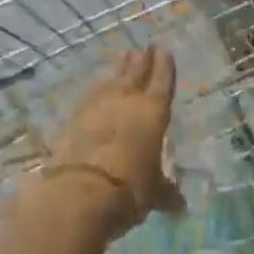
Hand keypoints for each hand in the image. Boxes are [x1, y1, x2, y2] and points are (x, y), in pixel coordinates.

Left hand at [48, 48, 183, 232]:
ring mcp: (98, 106)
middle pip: (136, 73)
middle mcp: (127, 101)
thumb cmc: (129, 189)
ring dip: (119, 70)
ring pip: (112, 80)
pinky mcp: (74, 118)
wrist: (79, 193)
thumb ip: (166, 193)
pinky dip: (97, 91)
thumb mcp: (153, 194)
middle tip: (145, 48)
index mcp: (153, 112)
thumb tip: (180, 206)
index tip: (164, 49)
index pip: (162, 81)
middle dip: (142, 61)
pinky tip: (97, 90)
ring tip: (124, 58)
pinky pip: (90, 96)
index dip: (165, 65)